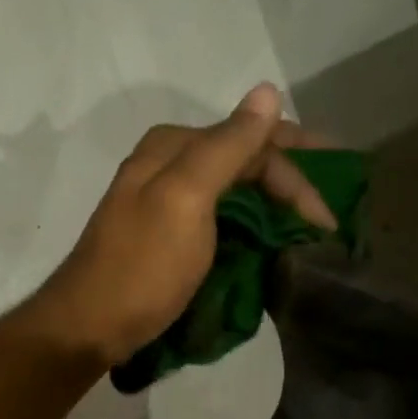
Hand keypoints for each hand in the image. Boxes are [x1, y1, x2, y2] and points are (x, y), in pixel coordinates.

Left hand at [29, 83, 336, 365]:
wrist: (89, 327)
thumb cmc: (140, 267)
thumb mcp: (185, 200)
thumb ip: (226, 147)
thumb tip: (268, 91)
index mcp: (173, 147)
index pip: (252, 142)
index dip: (297, 174)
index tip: (328, 220)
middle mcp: (167, 166)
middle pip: (243, 163)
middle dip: (288, 187)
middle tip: (326, 224)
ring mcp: (163, 205)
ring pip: (231, 193)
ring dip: (270, 209)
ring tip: (304, 237)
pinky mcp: (162, 242)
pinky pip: (216, 223)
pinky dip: (244, 231)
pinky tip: (263, 248)